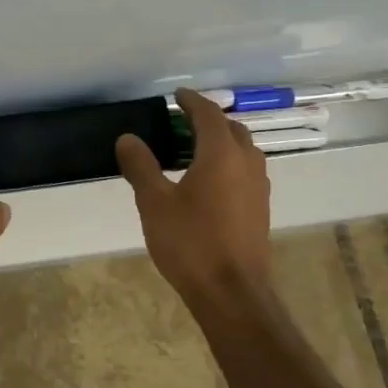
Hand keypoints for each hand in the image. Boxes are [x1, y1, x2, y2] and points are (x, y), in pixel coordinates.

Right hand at [116, 88, 271, 303]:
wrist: (232, 292)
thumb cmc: (190, 242)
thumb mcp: (154, 202)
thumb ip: (141, 167)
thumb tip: (128, 138)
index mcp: (221, 155)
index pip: (209, 114)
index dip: (192, 101)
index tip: (176, 95)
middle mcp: (246, 164)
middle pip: (231, 129)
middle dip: (208, 120)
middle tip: (180, 123)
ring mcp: (258, 187)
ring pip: (242, 151)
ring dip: (220, 142)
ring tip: (191, 151)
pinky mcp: (259, 209)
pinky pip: (244, 171)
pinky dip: (226, 163)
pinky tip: (205, 182)